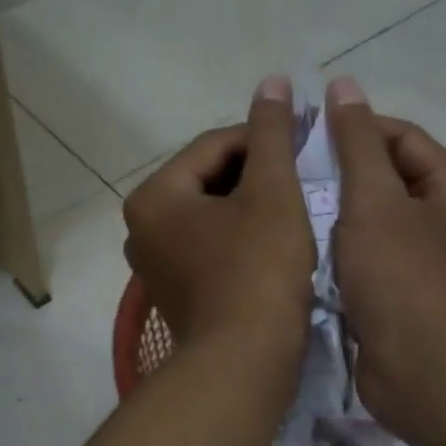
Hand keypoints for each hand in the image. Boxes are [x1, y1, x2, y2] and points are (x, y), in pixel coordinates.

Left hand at [123, 77, 315, 367]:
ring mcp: (154, 263)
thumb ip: (271, 134)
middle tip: (302, 178)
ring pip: (210, 213)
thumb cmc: (258, 271)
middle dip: (256, 173)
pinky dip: (239, 236)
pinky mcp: (174, 291)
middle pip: (208, 179)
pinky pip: (208, 245)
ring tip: (294, 207)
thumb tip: (272, 81)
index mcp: (154, 196)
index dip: (262, 138)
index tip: (304, 143)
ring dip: (250, 205)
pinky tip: (273, 242)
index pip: (213, 146)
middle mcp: (141, 226)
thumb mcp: (272, 193)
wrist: (244, 363)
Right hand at [325, 76, 445, 440]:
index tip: (304, 137)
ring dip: (338, 214)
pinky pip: (371, 259)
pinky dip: (342, 251)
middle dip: (341, 174)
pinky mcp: (408, 298)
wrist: (423, 374)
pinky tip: (307, 252)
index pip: (402, 138)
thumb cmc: (401, 278)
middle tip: (290, 175)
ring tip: (291, 210)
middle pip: (390, 180)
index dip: (354, 129)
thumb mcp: (373, 200)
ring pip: (376, 222)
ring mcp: (431, 264)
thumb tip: (343, 85)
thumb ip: (356, 143)